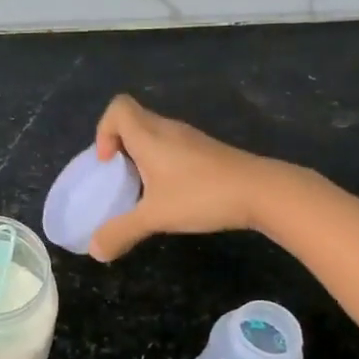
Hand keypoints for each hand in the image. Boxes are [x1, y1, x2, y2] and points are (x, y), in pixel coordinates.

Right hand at [89, 94, 277, 261]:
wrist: (263, 192)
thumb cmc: (202, 195)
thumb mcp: (155, 217)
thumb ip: (121, 232)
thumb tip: (95, 252)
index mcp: (149, 136)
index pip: (118, 107)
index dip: (104, 129)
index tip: (108, 162)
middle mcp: (168, 130)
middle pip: (134, 121)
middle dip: (119, 147)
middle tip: (120, 179)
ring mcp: (191, 139)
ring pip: (155, 135)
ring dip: (142, 156)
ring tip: (143, 189)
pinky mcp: (208, 152)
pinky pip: (174, 148)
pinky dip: (163, 164)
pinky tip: (173, 193)